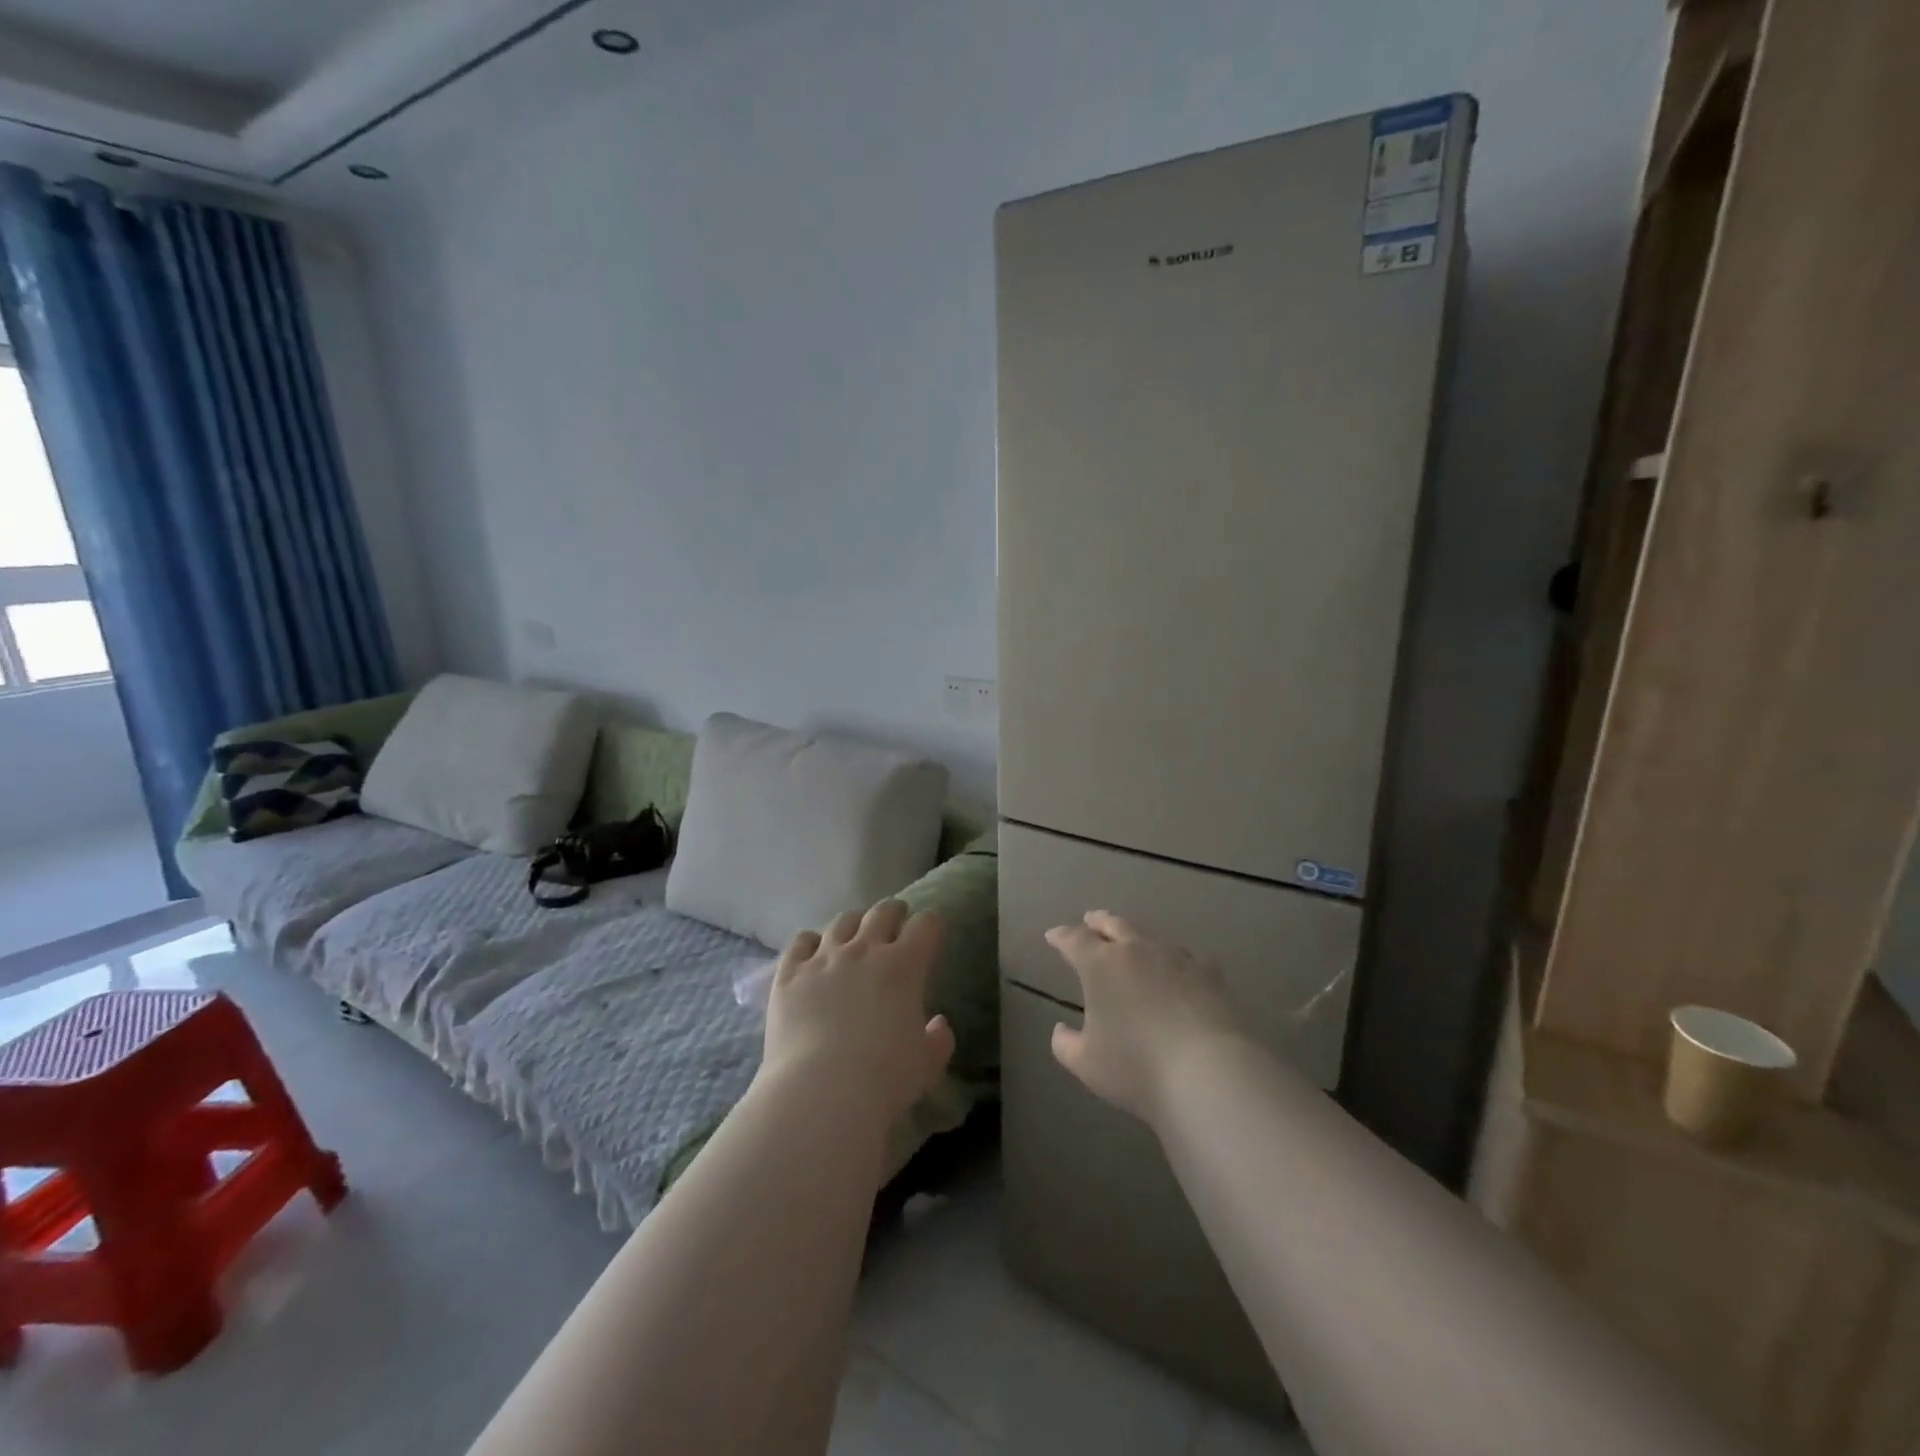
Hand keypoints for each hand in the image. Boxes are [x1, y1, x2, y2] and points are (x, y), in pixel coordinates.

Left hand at [763, 900, 954, 1123]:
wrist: (820, 1092)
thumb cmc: (883, 1079)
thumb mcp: (927, 1065)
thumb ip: (938, 1040)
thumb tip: (938, 1024)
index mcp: (904, 965)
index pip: (926, 925)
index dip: (931, 926)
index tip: (931, 935)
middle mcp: (864, 949)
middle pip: (883, 911)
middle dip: (894, 913)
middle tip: (896, 923)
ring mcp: (823, 957)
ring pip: (842, 921)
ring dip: (854, 924)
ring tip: (854, 936)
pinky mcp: (790, 972)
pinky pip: (801, 941)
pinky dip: (811, 943)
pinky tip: (813, 953)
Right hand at [1045, 910, 1243, 1124]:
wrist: (1208, 1072)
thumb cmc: (1136, 1067)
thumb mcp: (1086, 1063)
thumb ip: (1066, 1044)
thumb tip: (1061, 1030)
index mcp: (1100, 964)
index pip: (1074, 940)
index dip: (1061, 936)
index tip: (1053, 936)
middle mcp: (1136, 950)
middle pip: (1113, 924)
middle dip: (1098, 922)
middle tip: (1090, 920)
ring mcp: (1176, 957)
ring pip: (1149, 934)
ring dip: (1134, 934)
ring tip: (1131, 938)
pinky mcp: (1209, 973)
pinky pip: (1185, 955)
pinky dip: (1173, 956)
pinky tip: (1178, 964)